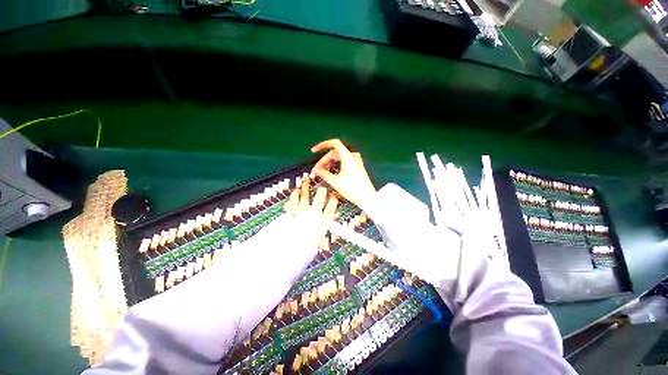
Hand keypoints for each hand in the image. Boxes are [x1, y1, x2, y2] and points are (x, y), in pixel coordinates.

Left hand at [284, 173, 338, 245]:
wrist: (291, 243)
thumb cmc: (306, 244)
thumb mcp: (318, 243)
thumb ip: (323, 240)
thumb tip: (326, 244)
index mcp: (323, 219)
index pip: (332, 205)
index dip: (334, 199)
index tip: (334, 195)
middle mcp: (314, 211)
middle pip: (320, 196)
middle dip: (322, 190)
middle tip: (322, 187)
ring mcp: (302, 208)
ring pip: (305, 194)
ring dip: (306, 186)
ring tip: (306, 180)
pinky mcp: (291, 208)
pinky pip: (293, 198)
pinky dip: (294, 194)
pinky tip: (295, 191)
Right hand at [311, 139, 376, 208]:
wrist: (367, 198)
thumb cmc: (353, 190)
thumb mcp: (335, 182)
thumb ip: (324, 174)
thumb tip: (315, 170)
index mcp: (348, 157)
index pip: (334, 143)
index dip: (323, 145)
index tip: (314, 150)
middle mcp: (353, 157)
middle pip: (335, 153)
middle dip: (324, 160)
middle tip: (317, 170)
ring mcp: (356, 162)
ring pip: (339, 158)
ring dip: (330, 163)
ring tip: (323, 171)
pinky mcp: (357, 167)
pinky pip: (344, 162)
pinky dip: (337, 165)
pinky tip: (332, 172)